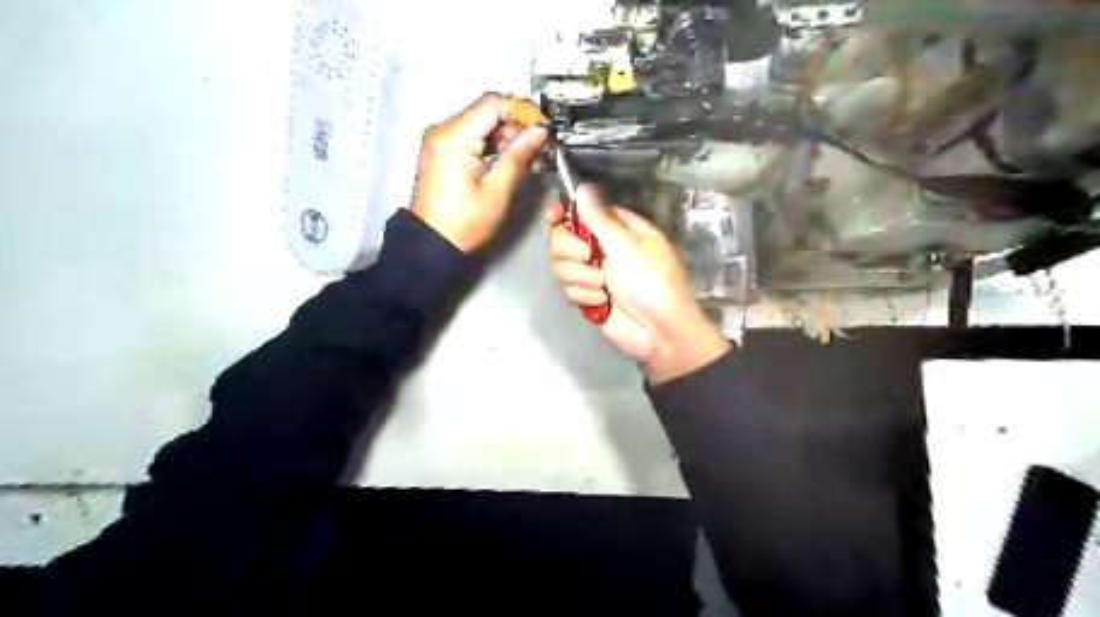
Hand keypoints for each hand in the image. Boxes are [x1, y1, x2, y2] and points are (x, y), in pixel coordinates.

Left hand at [408, 91, 550, 250]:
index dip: (523, 112)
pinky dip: (494, 144)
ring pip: (483, 123)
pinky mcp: (444, 151)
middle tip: (539, 146)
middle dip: (517, 126)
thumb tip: (538, 133)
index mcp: (453, 138)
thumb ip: (519, 155)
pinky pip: (473, 136)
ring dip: (508, 136)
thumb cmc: (461, 223)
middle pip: (488, 111)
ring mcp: (441, 140)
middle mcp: (443, 132)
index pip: (493, 104)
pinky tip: (510, 160)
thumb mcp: (497, 189)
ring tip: (528, 158)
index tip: (542, 127)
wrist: (434, 242)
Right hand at [547, 185, 727, 382]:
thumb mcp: (627, 247)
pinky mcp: (587, 295)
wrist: (659, 332)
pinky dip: (584, 295)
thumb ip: (599, 219)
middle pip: (563, 237)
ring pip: (562, 264)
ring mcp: (593, 272)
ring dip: (581, 276)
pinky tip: (602, 302)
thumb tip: (581, 187)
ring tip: (603, 287)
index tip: (554, 217)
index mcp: (618, 228)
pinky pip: (568, 288)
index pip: (582, 211)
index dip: (564, 212)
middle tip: (587, 256)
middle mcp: (603, 247)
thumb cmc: (651, 283)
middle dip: (571, 249)